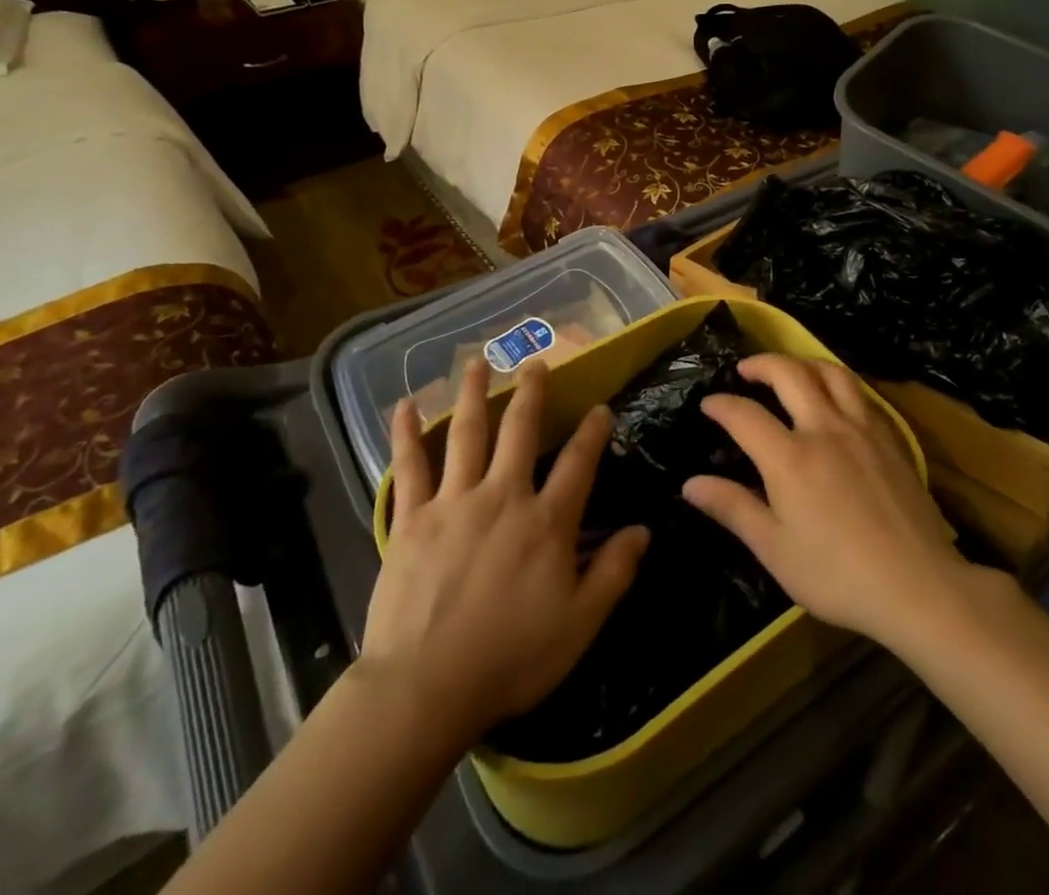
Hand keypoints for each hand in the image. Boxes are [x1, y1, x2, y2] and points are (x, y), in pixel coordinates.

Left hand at [362, 360, 649, 748]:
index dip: (593, 432)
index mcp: (546, 522)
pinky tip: (404, 406)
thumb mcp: (579, 625)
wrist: (425, 687)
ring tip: (477, 361)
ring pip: (467, 433)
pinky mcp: (412, 517)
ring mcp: (454, 501)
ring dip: (473, 392)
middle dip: (531, 392)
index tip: (600, 408)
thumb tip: (644, 530)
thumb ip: (614, 573)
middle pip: (520, 430)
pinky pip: (409, 466)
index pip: (578, 464)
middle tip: (536, 362)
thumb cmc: (510, 660)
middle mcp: (503, 496)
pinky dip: (406, 434)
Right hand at [682, 355, 968, 646]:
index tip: (708, 403)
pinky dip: (838, 383)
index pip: (744, 414)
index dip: (721, 404)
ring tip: (790, 371)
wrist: (919, 585)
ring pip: (831, 372)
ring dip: (803, 363)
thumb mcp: (775, 550)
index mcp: (789, 457)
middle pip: (789, 373)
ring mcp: (862, 429)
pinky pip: (860, 393)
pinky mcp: (890, 438)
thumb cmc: (838, 574)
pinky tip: (835, 400)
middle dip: (761, 364)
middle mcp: (824, 428)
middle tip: (745, 370)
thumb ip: (733, 508)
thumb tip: (690, 484)